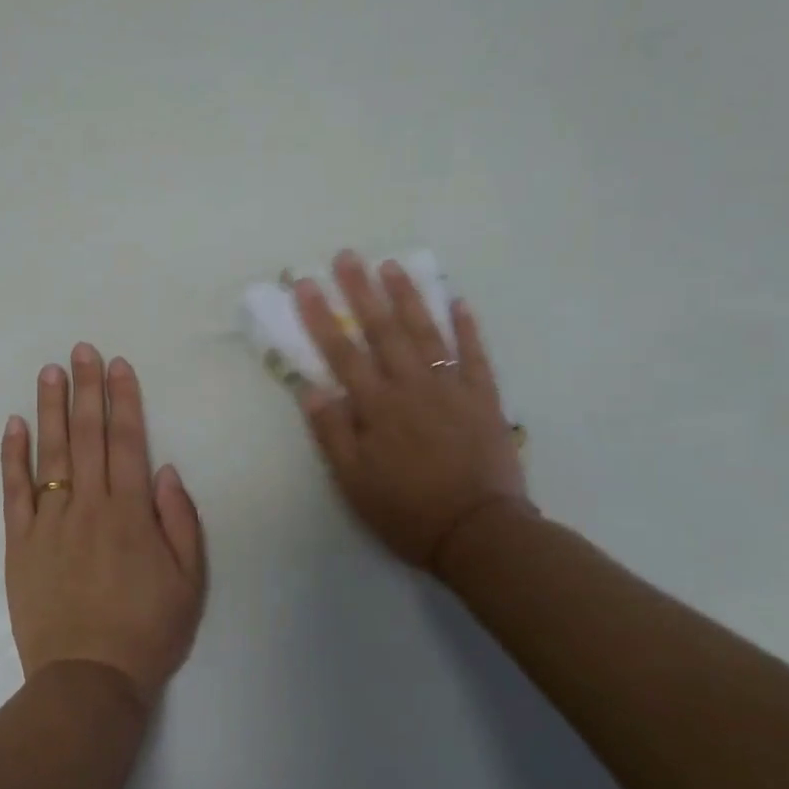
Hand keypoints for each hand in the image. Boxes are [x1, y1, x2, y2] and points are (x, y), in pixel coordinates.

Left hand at [1, 344, 207, 709]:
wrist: (89, 680)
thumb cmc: (147, 630)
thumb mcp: (189, 580)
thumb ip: (181, 521)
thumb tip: (165, 470)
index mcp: (132, 512)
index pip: (127, 441)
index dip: (123, 400)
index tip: (117, 365)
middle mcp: (90, 506)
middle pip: (87, 436)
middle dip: (86, 388)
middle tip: (81, 349)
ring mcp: (50, 522)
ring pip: (50, 454)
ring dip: (50, 409)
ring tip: (49, 371)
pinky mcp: (20, 544)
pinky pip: (15, 492)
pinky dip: (13, 457)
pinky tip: (14, 424)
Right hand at [295, 252, 532, 572]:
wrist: (479, 533)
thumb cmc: (407, 511)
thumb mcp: (354, 482)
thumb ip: (332, 433)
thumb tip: (310, 388)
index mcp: (377, 407)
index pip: (342, 353)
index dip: (320, 317)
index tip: (304, 284)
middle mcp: (412, 387)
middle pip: (382, 330)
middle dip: (361, 290)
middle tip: (347, 256)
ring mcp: (451, 388)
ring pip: (426, 332)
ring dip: (407, 296)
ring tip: (391, 265)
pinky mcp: (483, 398)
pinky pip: (475, 354)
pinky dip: (466, 326)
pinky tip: (456, 300)